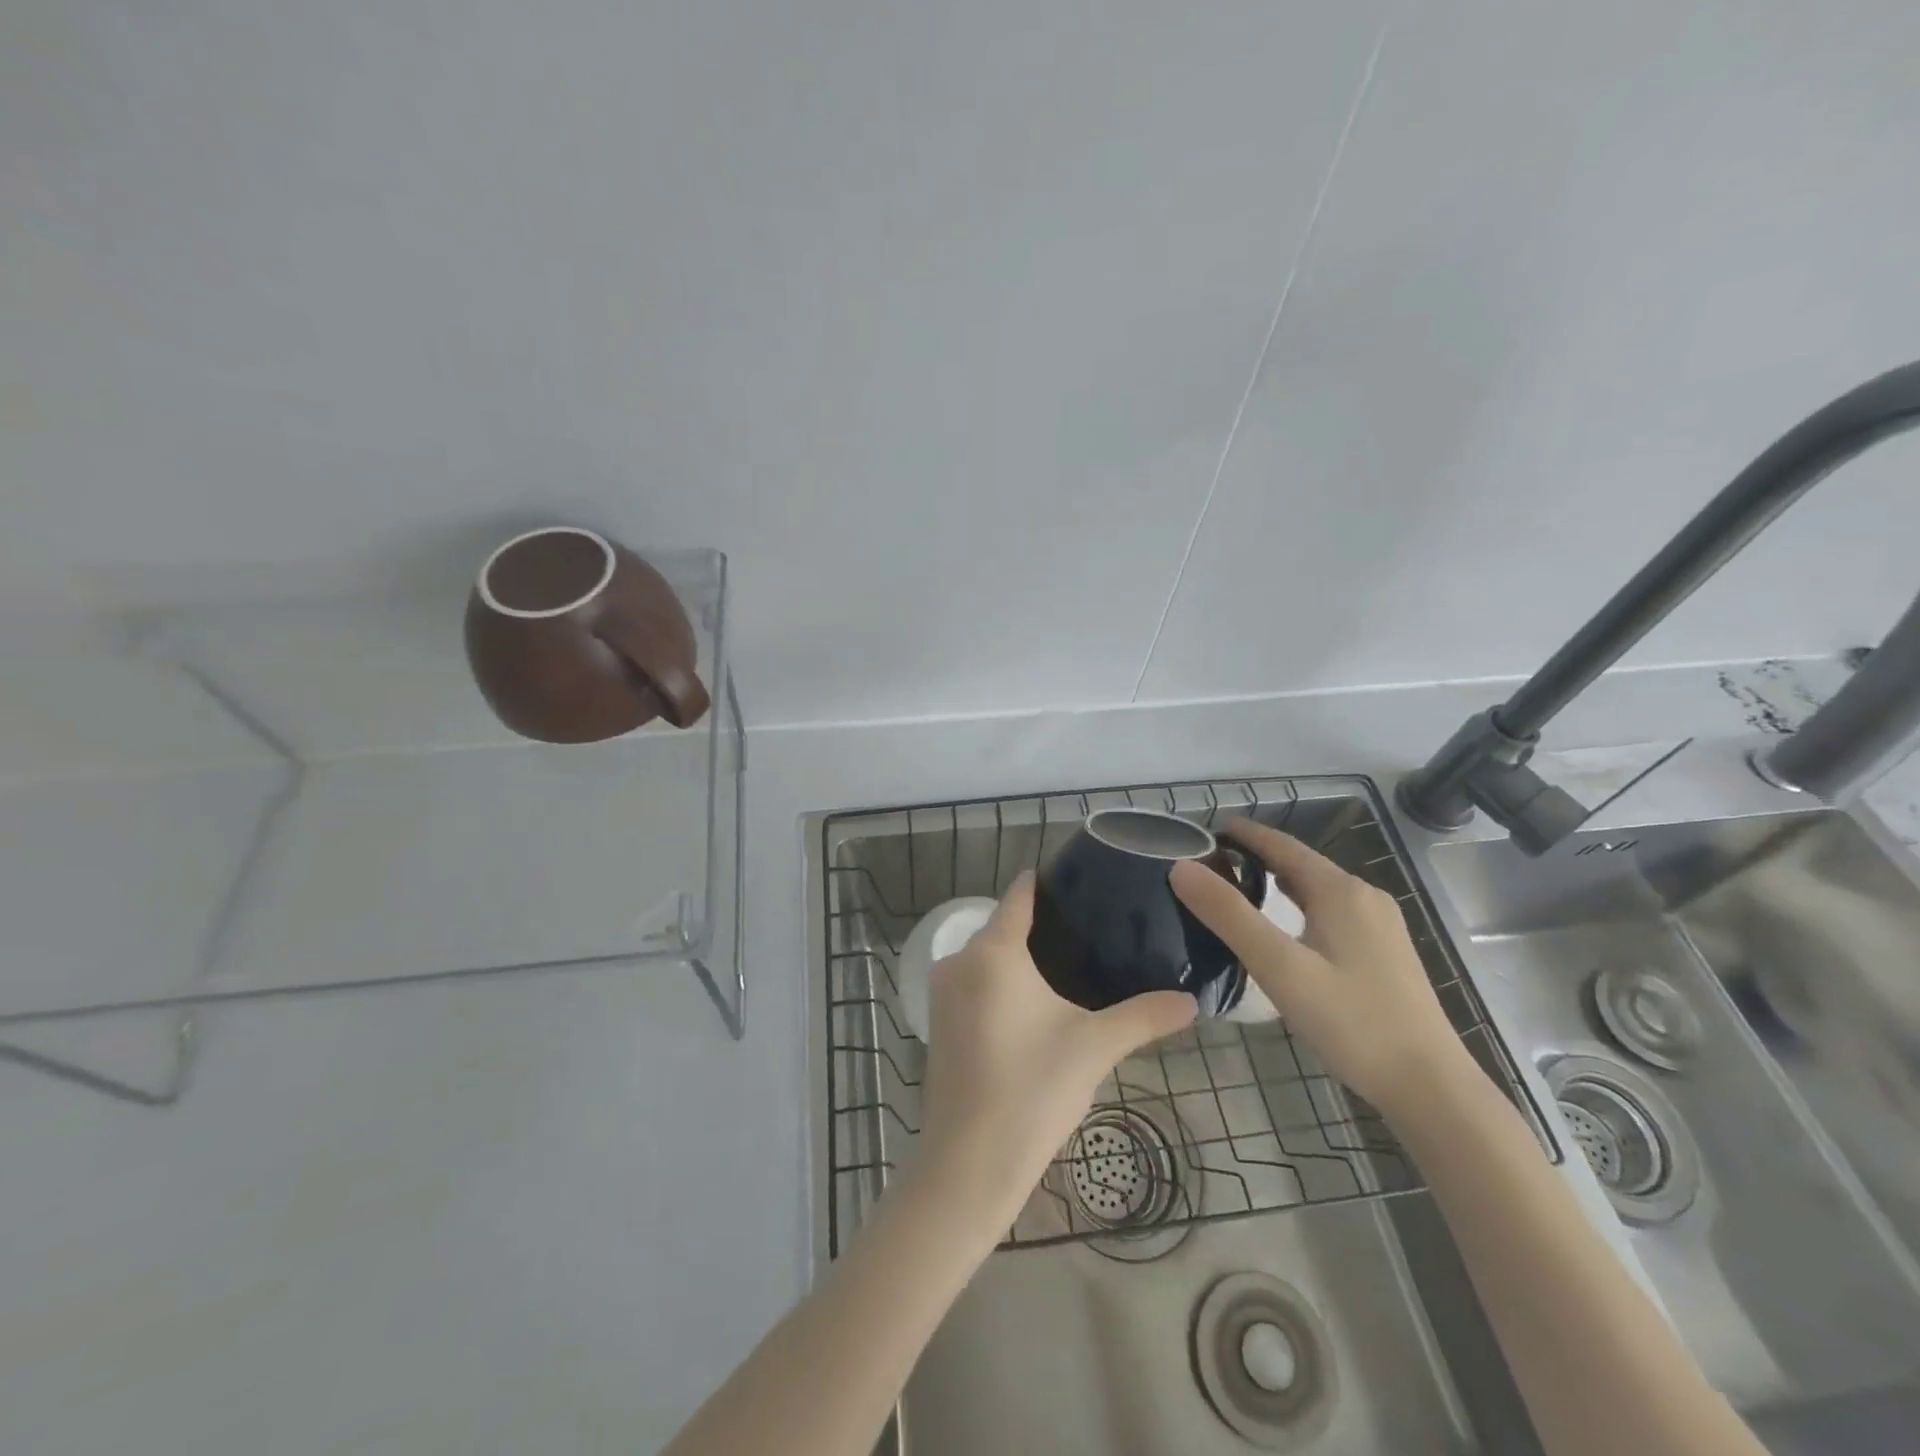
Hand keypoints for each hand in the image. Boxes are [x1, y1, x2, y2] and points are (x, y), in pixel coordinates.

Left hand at [919, 871, 1196, 1223]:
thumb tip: (1192, 1002)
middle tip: (1095, 931)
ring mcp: (942, 992)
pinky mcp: (938, 1022)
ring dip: (1022, 958)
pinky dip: (1002, 983)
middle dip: (1043, 926)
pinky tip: (1036, 1004)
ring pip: (988, 957)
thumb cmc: (1032, 1090)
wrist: (968, 1164)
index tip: (1083, 881)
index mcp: (992, 951)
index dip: (1048, 883)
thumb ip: (1144, 1017)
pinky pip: (975, 983)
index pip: (1019, 895)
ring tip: (1073, 966)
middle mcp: (959, 960)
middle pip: (1003, 925)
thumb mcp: (1094, 1047)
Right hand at [1170, 820, 1470, 1115]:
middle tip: (1212, 863)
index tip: (1206, 830)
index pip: (1282, 845)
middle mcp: (1364, 897)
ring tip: (1239, 890)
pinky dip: (1300, 905)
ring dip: (1279, 882)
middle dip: (1257, 857)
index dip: (1244, 834)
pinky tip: (1287, 929)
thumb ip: (1229, 915)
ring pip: (1319, 889)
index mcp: (1340, 891)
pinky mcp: (1386, 953)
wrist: (1430, 1087)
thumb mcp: (1279, 967)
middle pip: (1302, 864)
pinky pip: (1333, 911)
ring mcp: (1381, 926)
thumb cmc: (1352, 1022)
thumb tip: (1181, 868)